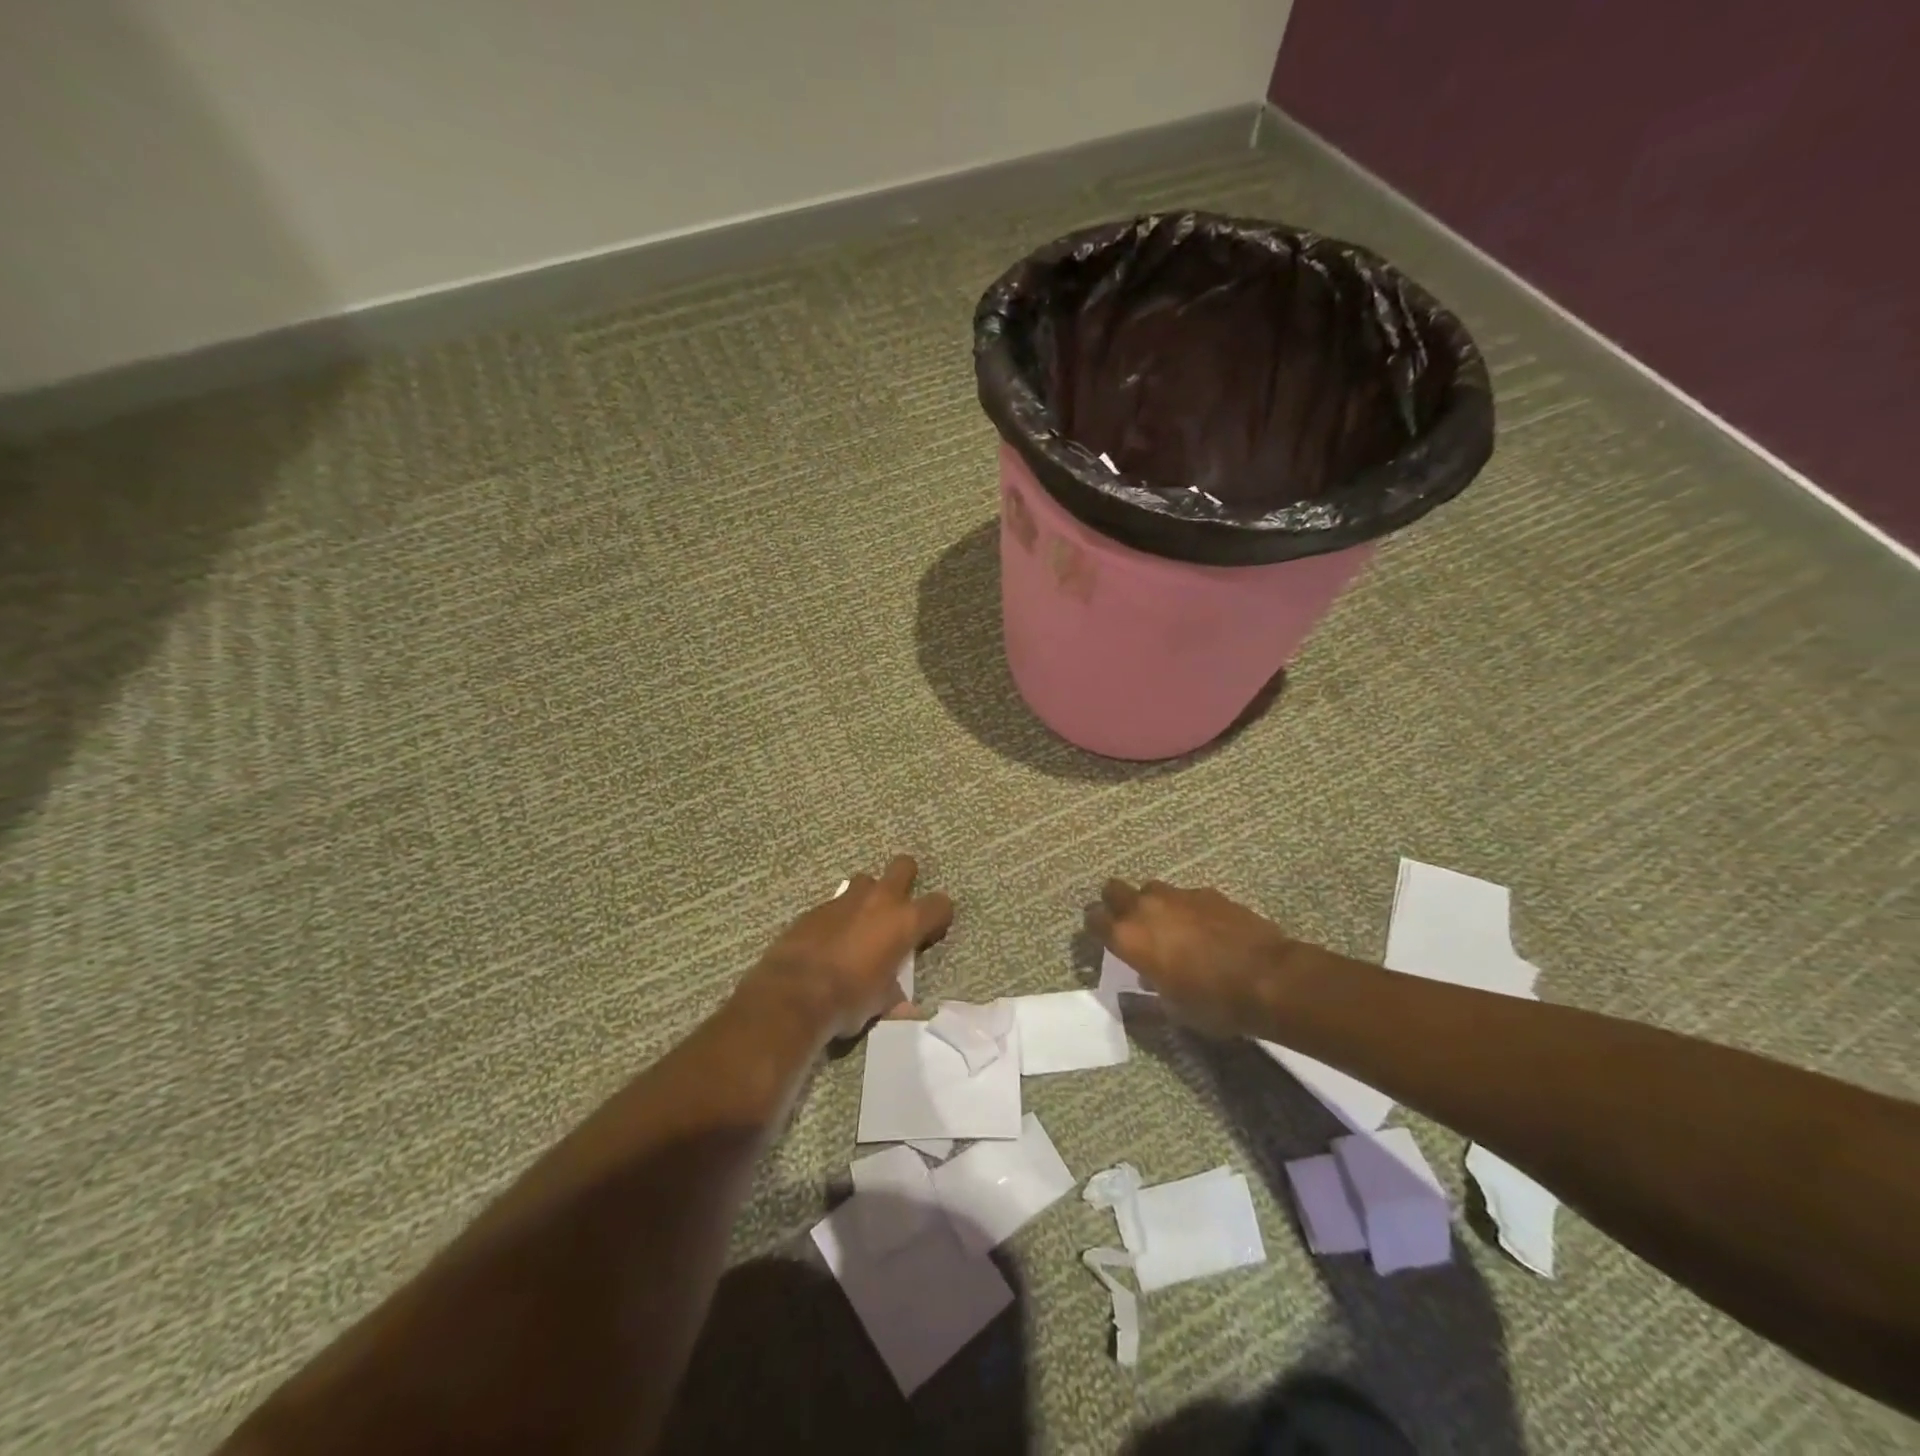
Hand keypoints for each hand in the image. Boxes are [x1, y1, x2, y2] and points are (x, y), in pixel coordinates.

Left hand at [738, 856, 953, 1041]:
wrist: (793, 994)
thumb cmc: (849, 999)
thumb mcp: (882, 1003)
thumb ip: (895, 992)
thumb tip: (901, 1003)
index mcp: (904, 922)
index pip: (940, 904)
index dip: (939, 917)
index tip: (930, 933)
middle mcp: (879, 900)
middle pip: (904, 866)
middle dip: (906, 879)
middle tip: (899, 908)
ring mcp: (845, 899)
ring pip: (866, 881)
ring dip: (868, 897)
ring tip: (861, 925)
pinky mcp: (815, 908)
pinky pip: (835, 904)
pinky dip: (839, 918)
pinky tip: (830, 942)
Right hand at [1090, 879, 1303, 1036]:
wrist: (1267, 978)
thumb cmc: (1212, 1002)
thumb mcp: (1172, 1007)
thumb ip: (1151, 987)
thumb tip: (1146, 977)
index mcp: (1128, 937)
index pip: (1093, 918)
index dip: (1095, 926)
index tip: (1102, 936)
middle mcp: (1146, 909)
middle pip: (1114, 889)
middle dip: (1116, 903)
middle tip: (1129, 924)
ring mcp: (1178, 896)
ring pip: (1151, 889)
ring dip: (1152, 903)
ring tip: (1169, 925)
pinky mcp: (1207, 893)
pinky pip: (1185, 896)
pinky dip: (1187, 908)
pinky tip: (1204, 928)